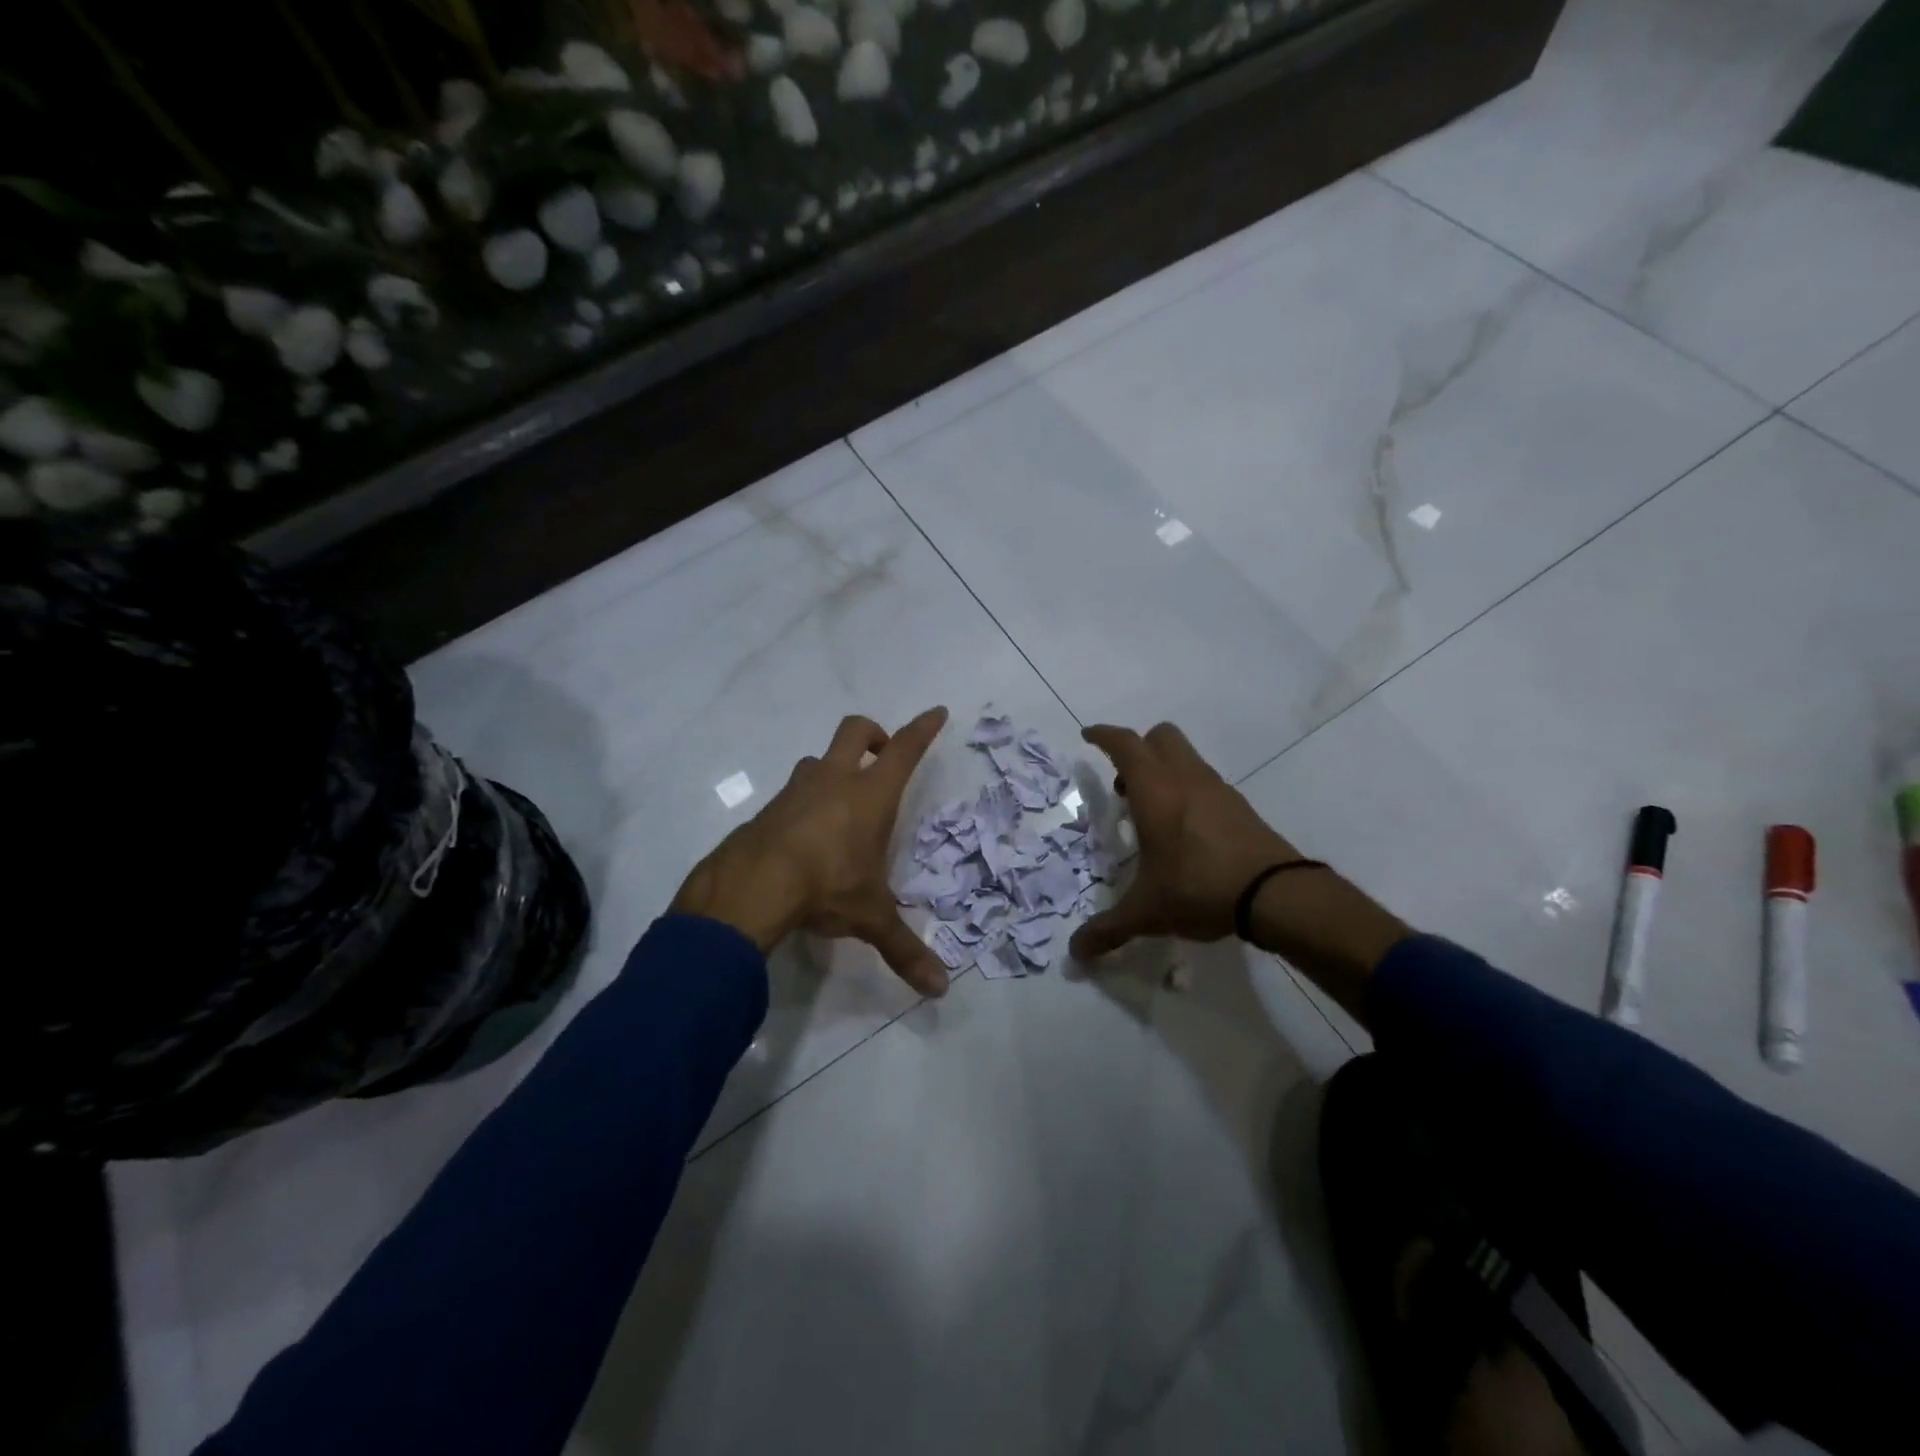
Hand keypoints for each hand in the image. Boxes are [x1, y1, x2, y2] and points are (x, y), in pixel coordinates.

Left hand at [670, 707, 951, 996]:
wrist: (750, 888)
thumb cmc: (826, 888)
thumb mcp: (870, 918)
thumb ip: (905, 950)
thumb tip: (940, 990)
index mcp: (870, 795)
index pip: (904, 749)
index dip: (923, 729)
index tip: (936, 712)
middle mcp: (834, 781)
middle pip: (855, 731)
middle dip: (873, 734)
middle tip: (880, 756)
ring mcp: (796, 791)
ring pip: (818, 760)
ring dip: (833, 770)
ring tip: (841, 805)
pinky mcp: (767, 809)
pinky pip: (792, 793)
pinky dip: (804, 802)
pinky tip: (804, 838)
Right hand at [1070, 722, 1301, 960]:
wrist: (1275, 894)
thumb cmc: (1199, 888)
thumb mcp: (1147, 911)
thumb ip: (1108, 929)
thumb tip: (1075, 953)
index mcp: (1155, 791)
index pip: (1125, 745)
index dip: (1104, 735)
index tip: (1088, 736)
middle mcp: (1185, 779)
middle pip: (1159, 736)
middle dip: (1137, 750)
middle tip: (1124, 786)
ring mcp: (1217, 789)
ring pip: (1185, 757)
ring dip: (1163, 770)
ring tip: (1152, 814)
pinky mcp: (1239, 806)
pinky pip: (1205, 781)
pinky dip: (1187, 790)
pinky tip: (1185, 831)